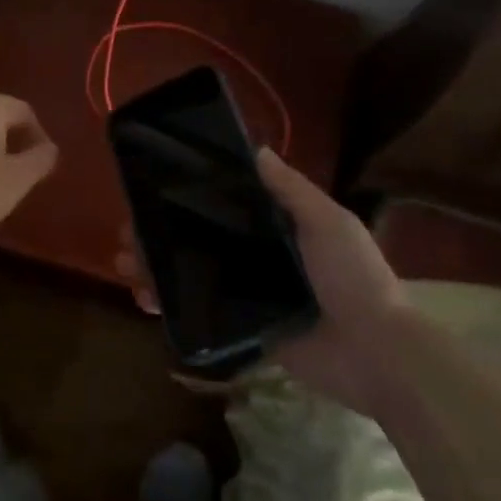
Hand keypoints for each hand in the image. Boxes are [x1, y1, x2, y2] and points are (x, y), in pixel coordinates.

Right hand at [115, 147, 415, 413]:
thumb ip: (291, 190)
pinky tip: (145, 300)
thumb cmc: (353, 277)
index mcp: (279, 228)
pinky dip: (171, 307)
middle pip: (199, 240)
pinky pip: (201, 314)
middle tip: (127, 237)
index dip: (186, 199)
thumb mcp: (327, 222)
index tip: (150, 193)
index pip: (223, 207)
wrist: (375, 352)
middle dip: (160, 236)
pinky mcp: (245, 329)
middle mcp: (260, 257)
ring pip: (193, 275)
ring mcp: (250, 295)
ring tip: (125, 267)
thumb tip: (256, 149)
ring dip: (156, 269)